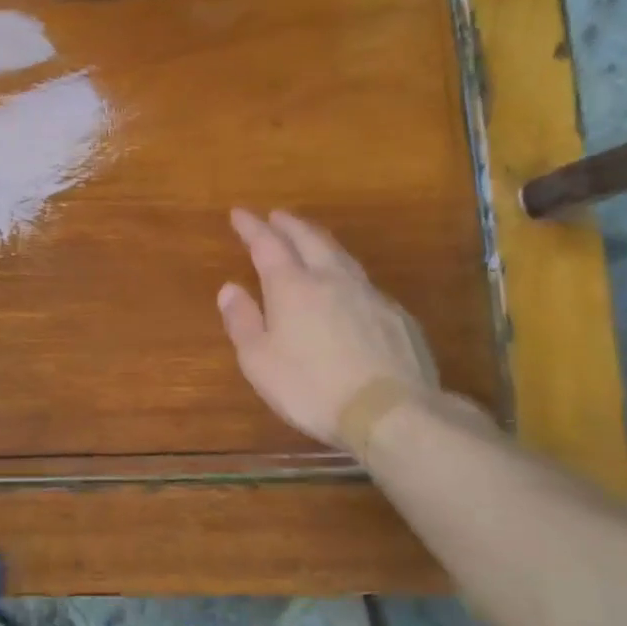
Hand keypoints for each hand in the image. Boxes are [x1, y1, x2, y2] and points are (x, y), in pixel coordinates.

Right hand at [217, 208, 438, 446]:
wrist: (390, 411)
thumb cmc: (311, 387)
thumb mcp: (259, 361)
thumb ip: (242, 321)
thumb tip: (229, 288)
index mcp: (293, 287)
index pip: (267, 245)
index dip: (252, 227)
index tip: (239, 213)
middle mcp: (331, 279)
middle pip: (309, 239)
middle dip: (289, 224)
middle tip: (276, 215)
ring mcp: (369, 295)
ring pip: (341, 255)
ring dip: (320, 241)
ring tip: (310, 238)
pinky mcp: (396, 316)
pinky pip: (364, 283)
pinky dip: (346, 273)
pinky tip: (347, 286)